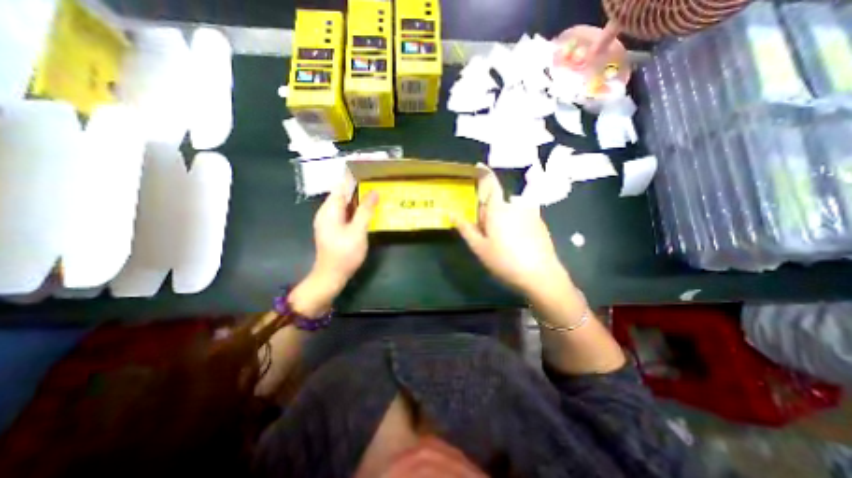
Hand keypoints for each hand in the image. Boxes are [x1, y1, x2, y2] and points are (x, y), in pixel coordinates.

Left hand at [287, 187, 377, 317]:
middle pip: (342, 192)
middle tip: (376, 177)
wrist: (331, 276)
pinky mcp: (334, 227)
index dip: (353, 174)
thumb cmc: (344, 254)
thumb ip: (365, 210)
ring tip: (374, 189)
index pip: (341, 185)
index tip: (367, 165)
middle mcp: (327, 211)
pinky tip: (367, 207)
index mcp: (330, 209)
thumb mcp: (358, 231)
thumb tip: (374, 192)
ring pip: (345, 202)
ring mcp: (329, 220)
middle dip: (358, 184)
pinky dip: (356, 207)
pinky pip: (346, 211)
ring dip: (358, 196)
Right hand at [457, 170, 567, 299]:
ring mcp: (531, 213)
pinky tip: (514, 241)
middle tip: (484, 230)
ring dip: (502, 217)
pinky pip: (521, 215)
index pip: (490, 182)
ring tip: (500, 239)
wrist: (542, 276)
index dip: (483, 172)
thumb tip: (451, 213)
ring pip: (510, 209)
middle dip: (489, 209)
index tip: (478, 166)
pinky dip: (514, 221)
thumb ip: (465, 228)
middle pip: (498, 200)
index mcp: (498, 208)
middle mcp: (516, 205)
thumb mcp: (480, 247)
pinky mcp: (540, 222)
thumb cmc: (505, 261)